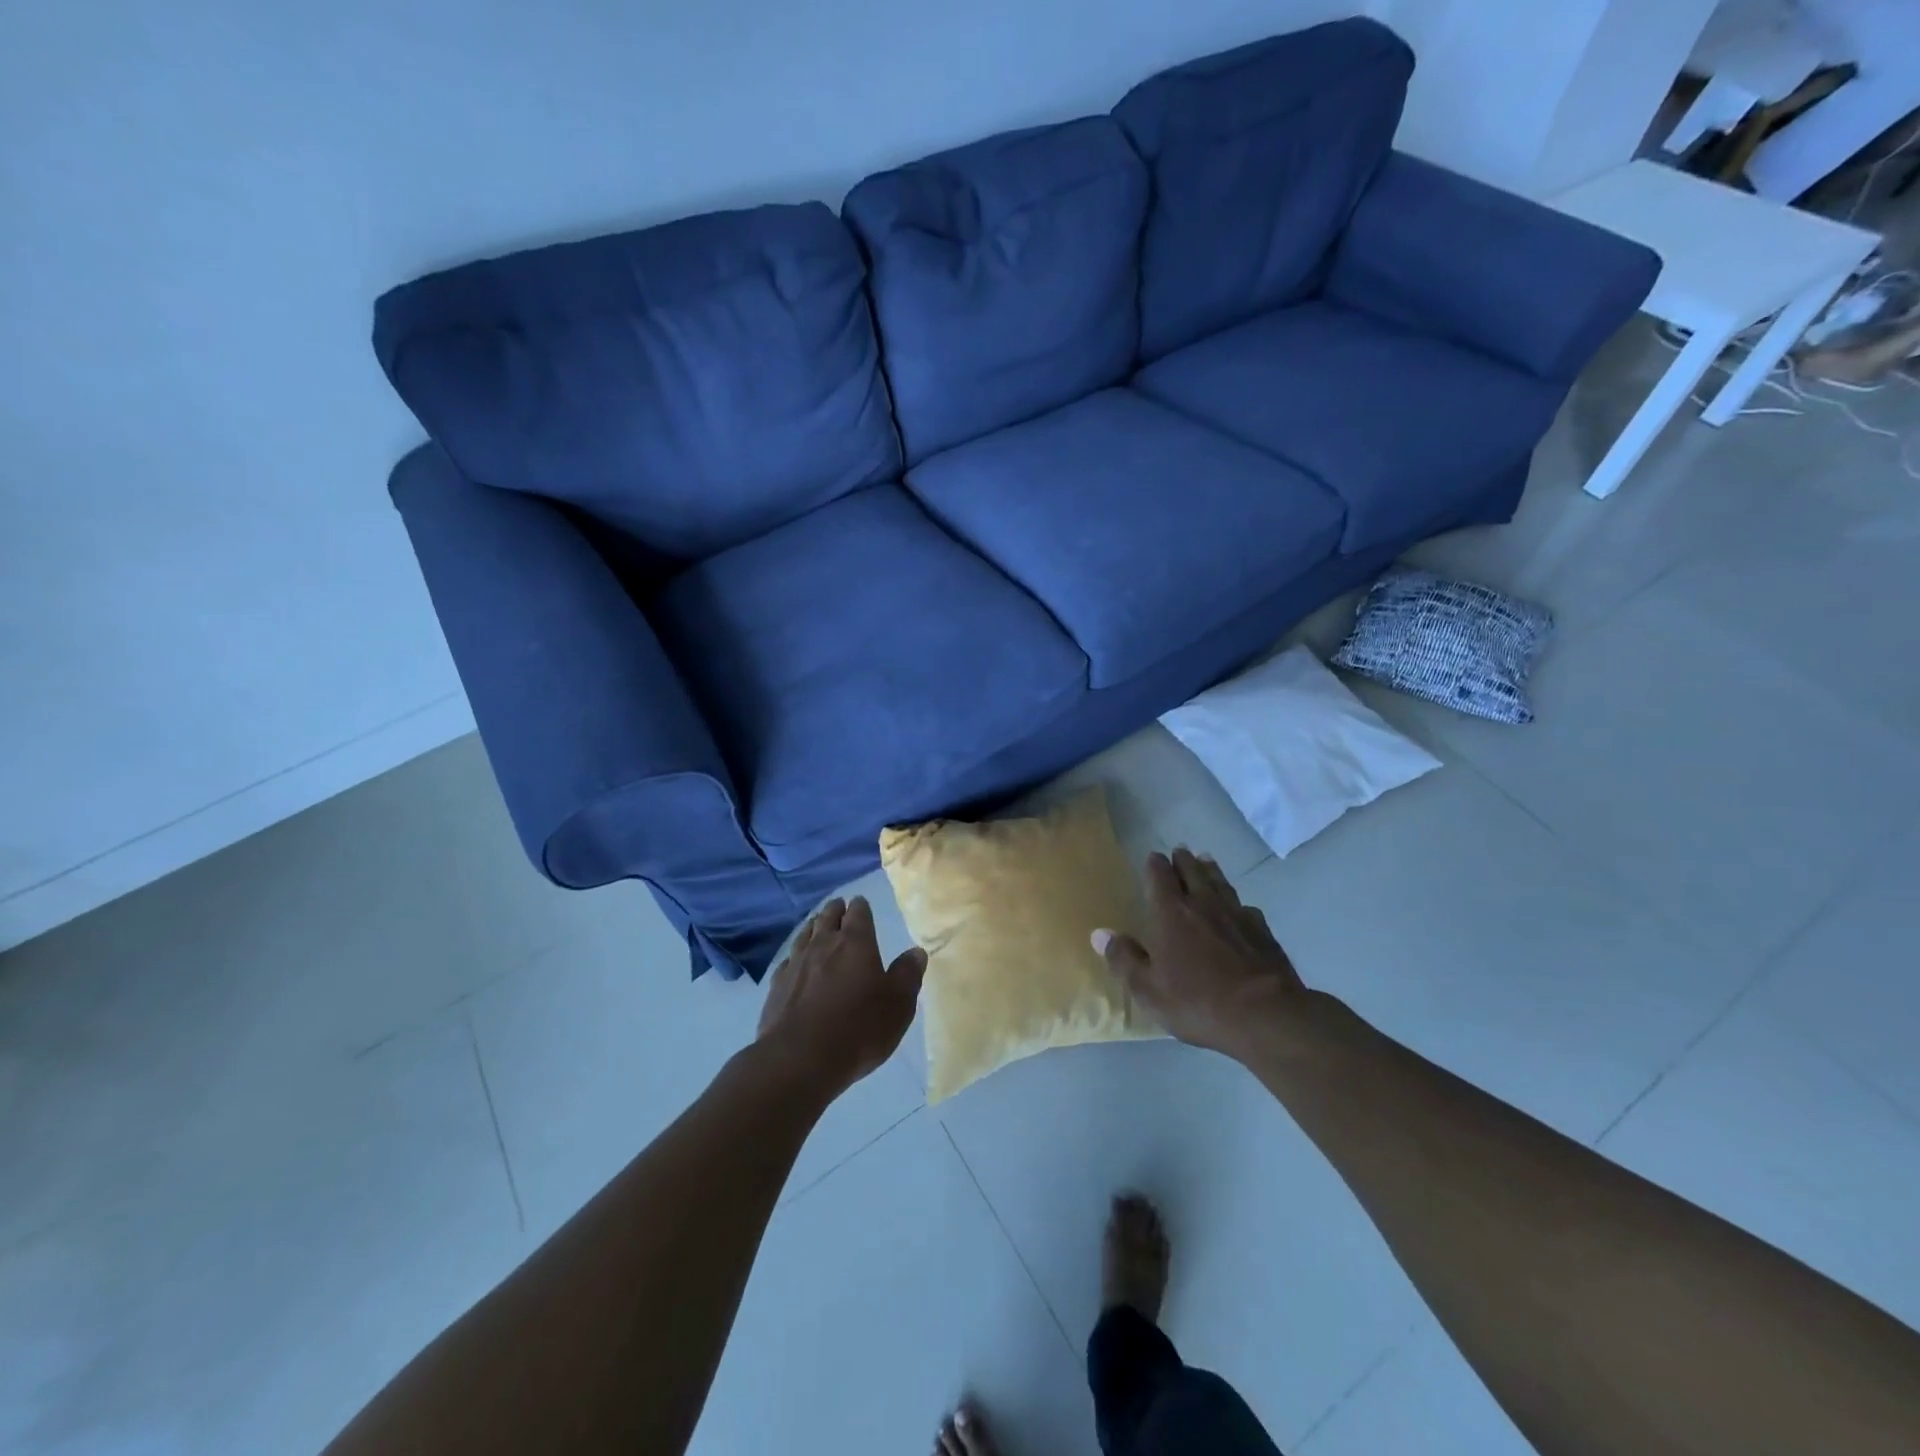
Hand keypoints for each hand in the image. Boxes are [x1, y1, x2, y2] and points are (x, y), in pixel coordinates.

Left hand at [757, 897, 926, 1099]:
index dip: (861, 907)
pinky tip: (795, 962)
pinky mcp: (776, 986)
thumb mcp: (898, 1004)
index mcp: (856, 942)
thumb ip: (908, 974)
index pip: (858, 913)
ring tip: (817, 925)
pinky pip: (788, 960)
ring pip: (805, 934)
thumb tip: (916, 951)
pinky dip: (795, 955)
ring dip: (813, 927)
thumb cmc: (859, 1028)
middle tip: (839, 907)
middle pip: (828, 917)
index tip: (861, 904)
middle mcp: (824, 944)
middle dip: (835, 910)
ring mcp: (796, 963)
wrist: (800, 1058)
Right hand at [1094, 848, 1306, 1060]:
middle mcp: (1203, 903)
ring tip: (1206, 860)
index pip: (1159, 876)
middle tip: (1179, 852)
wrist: (1265, 1015)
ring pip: (1220, 882)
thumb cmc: (1197, 1002)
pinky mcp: (1262, 931)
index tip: (1153, 858)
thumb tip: (1099, 933)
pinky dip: (1236, 902)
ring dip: (1210, 870)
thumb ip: (1123, 959)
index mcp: (1170, 913)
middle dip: (1183, 860)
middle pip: (1192, 871)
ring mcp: (1236, 914)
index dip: (1155, 865)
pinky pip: (1245, 907)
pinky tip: (1240, 908)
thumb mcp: (1148, 989)